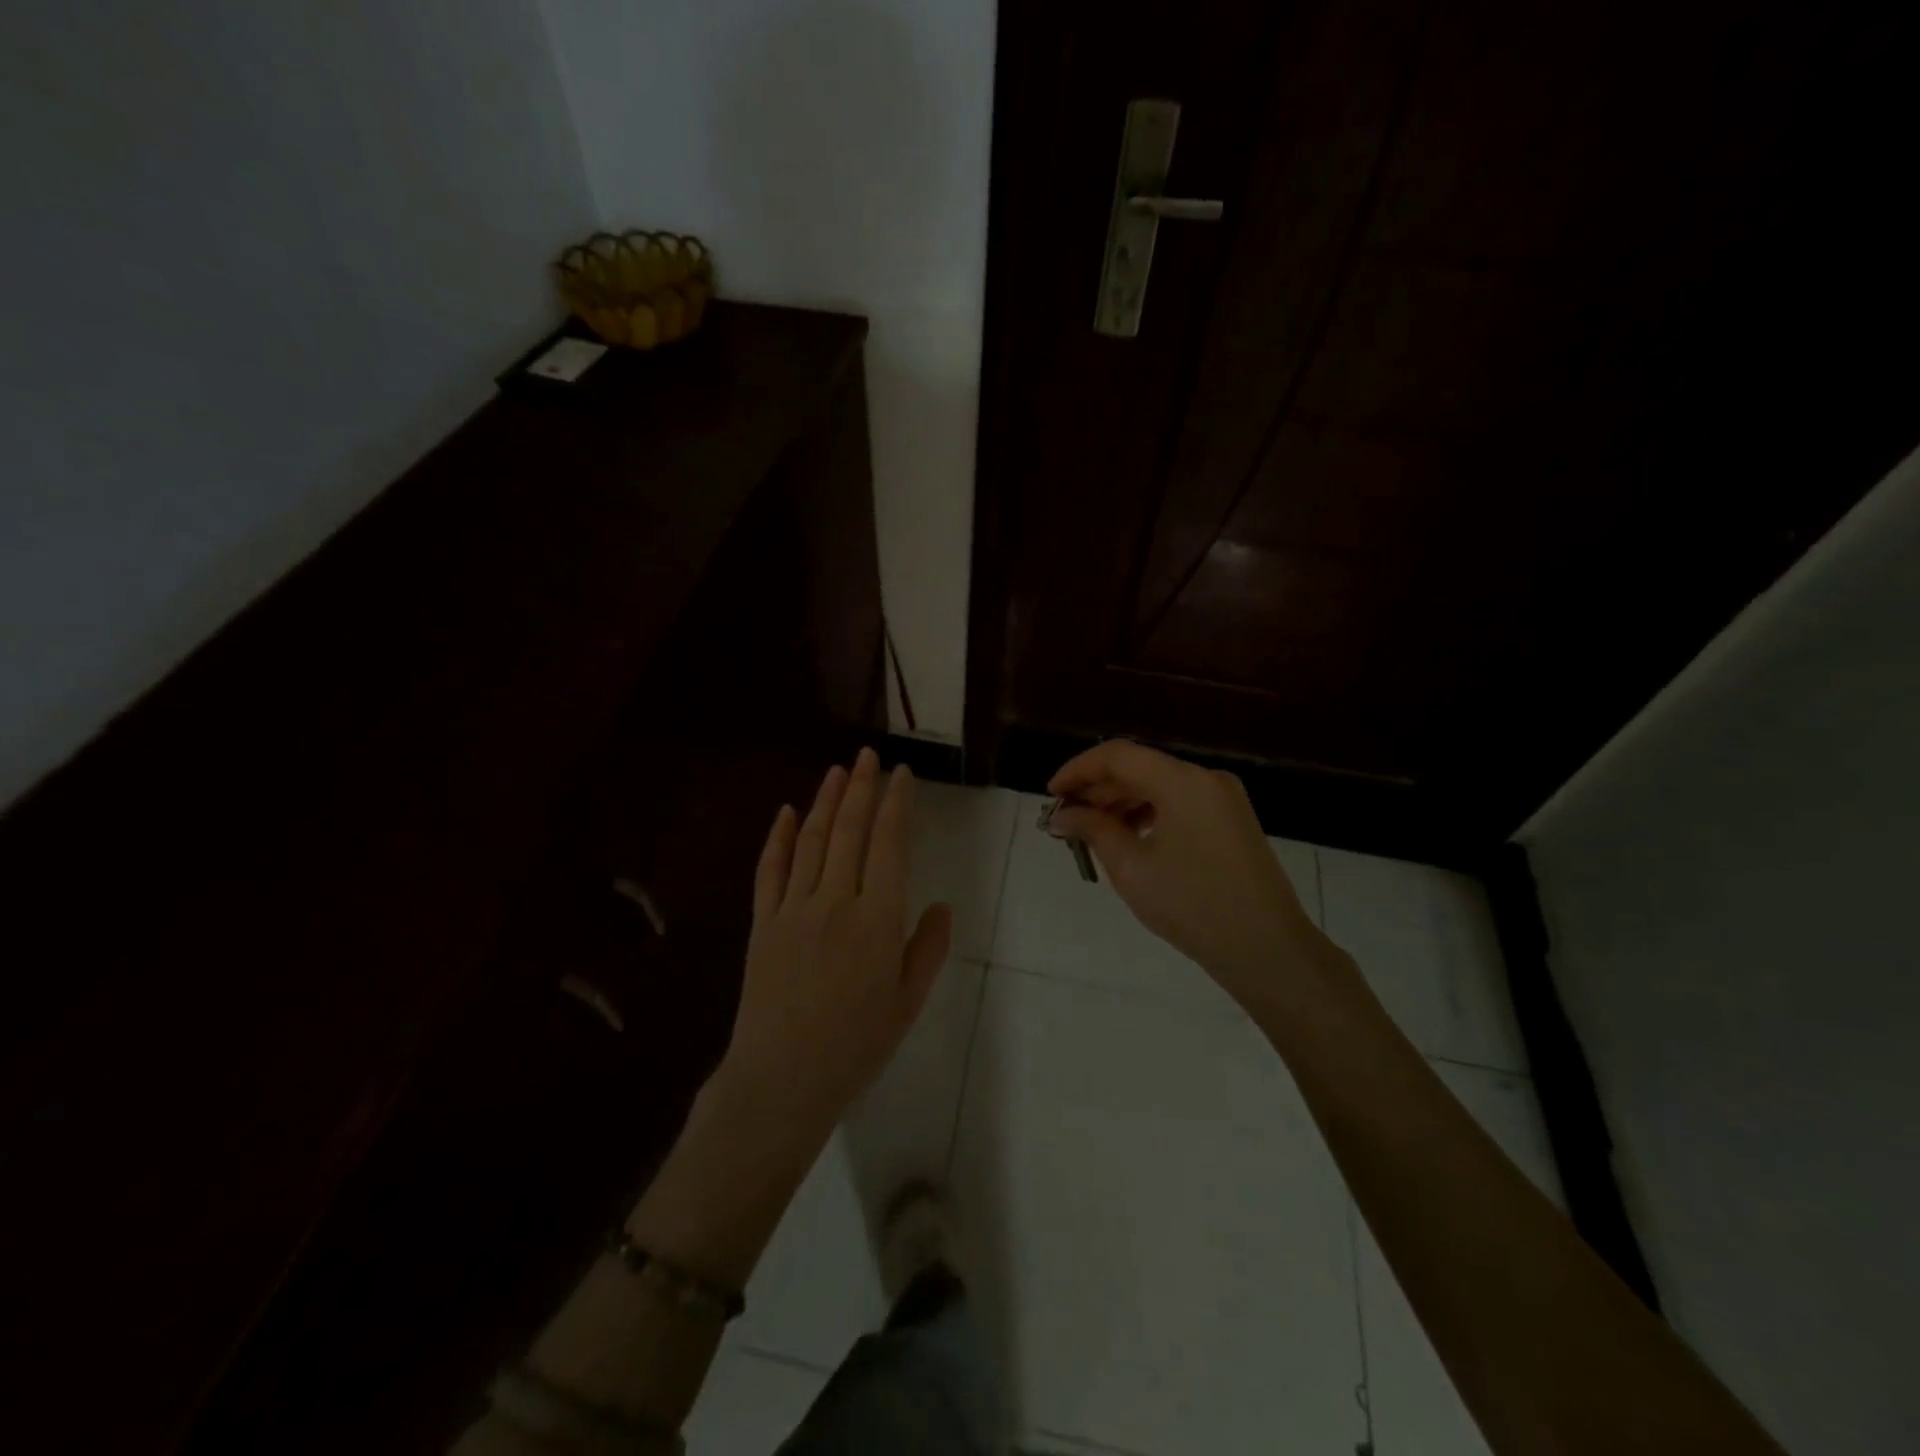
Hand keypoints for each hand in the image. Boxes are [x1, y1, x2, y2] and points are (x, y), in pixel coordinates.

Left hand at [712, 748, 953, 1150]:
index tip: (901, 775)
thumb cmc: (856, 1045)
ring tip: (836, 771)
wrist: (782, 1079)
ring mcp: (793, 908)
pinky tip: (785, 812)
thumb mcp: (908, 1002)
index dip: (895, 804)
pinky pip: (769, 870)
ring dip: (824, 801)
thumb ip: (927, 948)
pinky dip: (777, 837)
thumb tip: (938, 905)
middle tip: (867, 756)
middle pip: (848, 831)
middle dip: (860, 788)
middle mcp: (836, 901)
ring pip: (810, 841)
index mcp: (878, 919)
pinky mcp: (763, 923)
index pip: (889, 845)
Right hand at [1049, 741, 1334, 1006]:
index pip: (1117, 755)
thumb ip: (1093, 831)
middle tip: (1065, 819)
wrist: (1268, 950)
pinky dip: (1148, 814)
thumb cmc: (1192, 906)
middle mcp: (1206, 778)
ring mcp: (1223, 798)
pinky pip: (1180, 803)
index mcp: (1182, 781)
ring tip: (1090, 832)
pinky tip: (1128, 838)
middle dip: (1097, 790)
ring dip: (1121, 803)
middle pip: (1139, 767)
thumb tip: (1062, 815)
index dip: (1078, 770)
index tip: (1051, 795)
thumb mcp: (1132, 868)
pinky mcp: (1232, 820)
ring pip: (1159, 785)